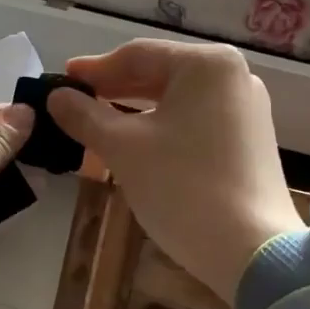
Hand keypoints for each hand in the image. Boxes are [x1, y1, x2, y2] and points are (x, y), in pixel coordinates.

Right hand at [48, 41, 302, 304]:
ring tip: (97, 121)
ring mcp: (246, 108)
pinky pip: (195, 119)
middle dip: (114, 88)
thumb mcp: (123, 148)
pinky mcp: (249, 139)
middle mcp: (233, 76)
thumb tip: (55, 97)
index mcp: (207, 64)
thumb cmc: (183, 187)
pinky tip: (135, 140)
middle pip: (159, 73)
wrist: (253, 253)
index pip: (137, 55)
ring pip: (177, 98)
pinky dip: (162, 125)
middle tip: (74, 100)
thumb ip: (85, 116)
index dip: (94, 69)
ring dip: (135, 108)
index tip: (61, 80)